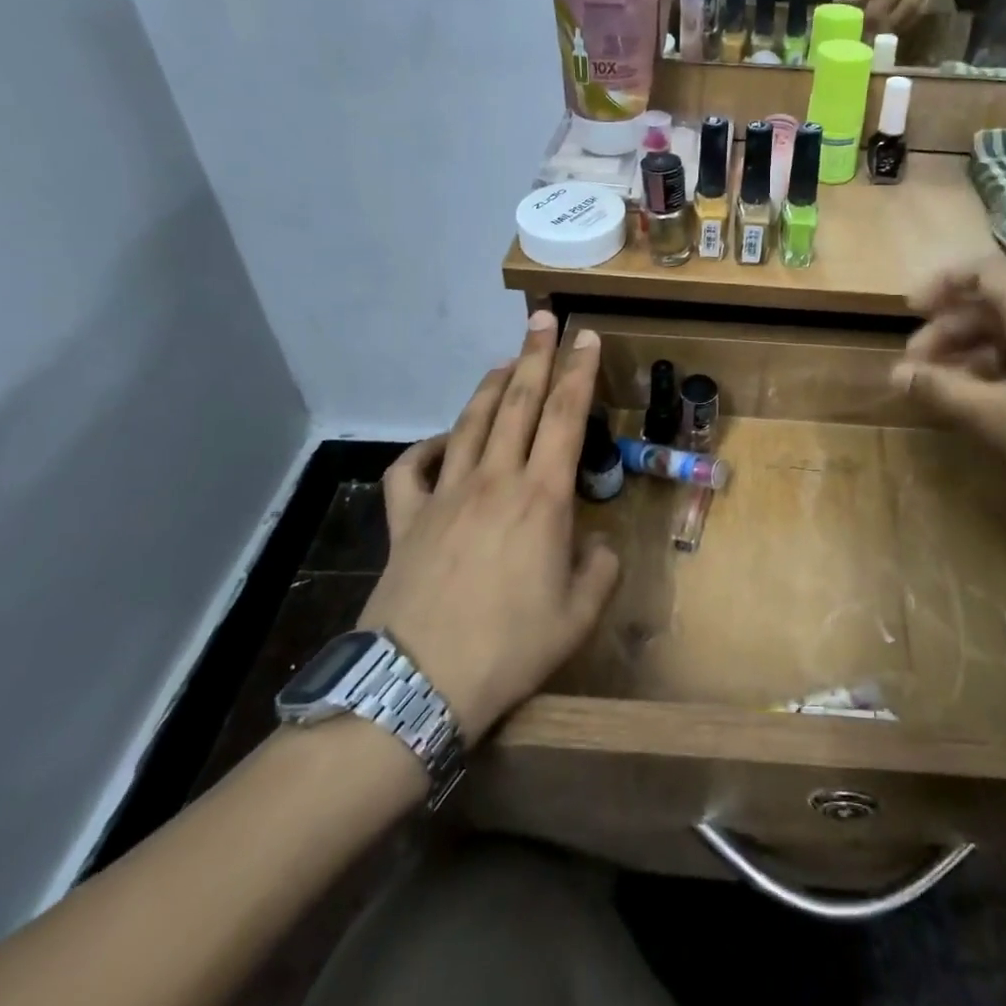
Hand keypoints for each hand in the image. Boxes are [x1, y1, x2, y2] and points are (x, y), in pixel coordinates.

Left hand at [359, 312, 618, 744]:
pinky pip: (411, 469)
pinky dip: (427, 447)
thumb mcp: (579, 616)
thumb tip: (596, 544)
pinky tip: (442, 443)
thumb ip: (600, 570)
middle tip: (544, 320)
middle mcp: (494, 480)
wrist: (417, 686)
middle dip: (535, 355)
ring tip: (505, 361)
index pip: (564, 416)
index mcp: (541, 498)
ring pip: (471, 423)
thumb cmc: (509, 649)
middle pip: (517, 402)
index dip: (578, 371)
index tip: (586, 336)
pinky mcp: (405, 519)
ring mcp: (444, 495)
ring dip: (491, 386)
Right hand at [892, 267, 1005, 562]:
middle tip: (919, 364)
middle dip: (951, 326)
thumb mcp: (995, 417)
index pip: (985, 271)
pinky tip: (990, 398)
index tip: (910, 310)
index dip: (943, 284)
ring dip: (976, 348)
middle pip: (998, 301)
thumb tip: (896, 373)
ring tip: (946, 385)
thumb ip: (941, 389)